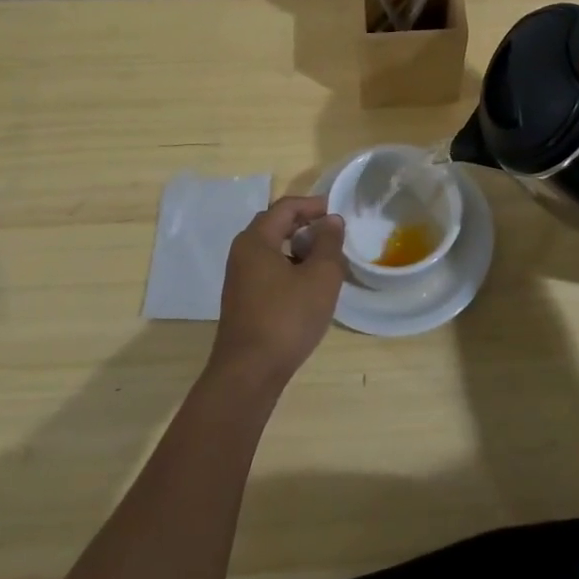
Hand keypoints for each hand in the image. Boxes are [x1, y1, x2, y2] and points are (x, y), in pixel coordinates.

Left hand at [209, 195, 345, 387]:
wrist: (249, 372)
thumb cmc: (287, 318)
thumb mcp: (321, 276)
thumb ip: (329, 243)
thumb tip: (331, 220)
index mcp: (256, 240)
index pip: (285, 207)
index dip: (313, 205)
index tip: (338, 212)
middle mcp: (242, 253)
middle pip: (275, 225)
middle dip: (306, 225)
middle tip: (333, 234)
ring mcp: (239, 279)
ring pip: (273, 250)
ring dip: (299, 248)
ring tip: (326, 261)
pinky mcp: (243, 301)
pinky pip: (269, 270)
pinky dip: (290, 268)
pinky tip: (309, 287)